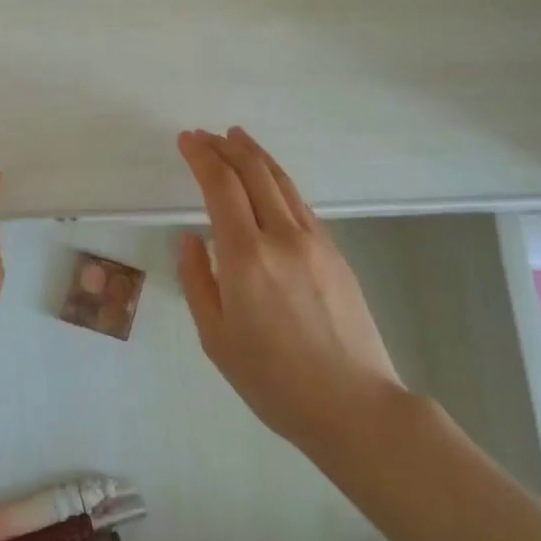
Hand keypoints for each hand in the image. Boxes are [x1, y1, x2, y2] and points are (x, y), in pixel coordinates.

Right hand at [176, 128, 403, 454]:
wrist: (354, 406)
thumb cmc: (274, 381)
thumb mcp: (216, 339)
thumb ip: (197, 280)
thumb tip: (190, 238)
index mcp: (245, 258)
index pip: (220, 186)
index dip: (201, 156)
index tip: (186, 140)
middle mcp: (281, 237)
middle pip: (252, 172)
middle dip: (225, 146)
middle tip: (204, 134)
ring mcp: (314, 241)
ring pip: (281, 181)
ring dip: (255, 154)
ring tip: (236, 137)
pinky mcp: (335, 252)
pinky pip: (300, 203)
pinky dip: (277, 180)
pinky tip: (269, 181)